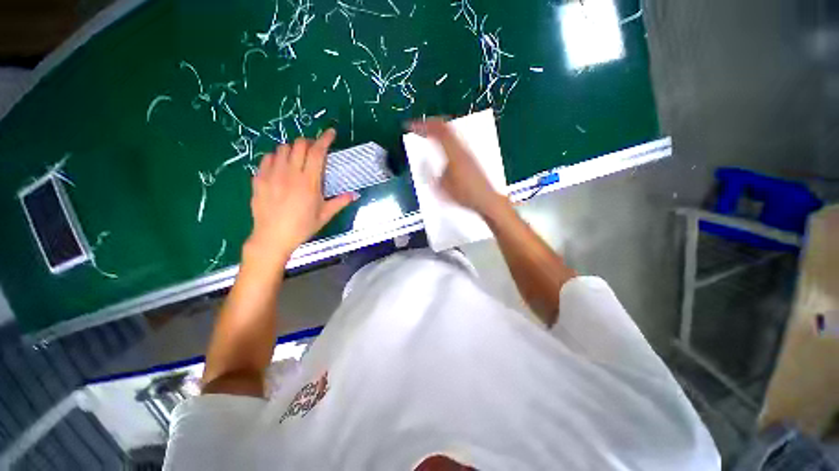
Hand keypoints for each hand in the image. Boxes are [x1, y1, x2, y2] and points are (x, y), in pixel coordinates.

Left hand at [245, 129, 355, 267]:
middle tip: (315, 150)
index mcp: (309, 182)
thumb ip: (340, 202)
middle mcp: (291, 173)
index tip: (331, 133)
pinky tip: (280, 165)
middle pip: (300, 145)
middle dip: (309, 142)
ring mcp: (272, 174)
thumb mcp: (325, 215)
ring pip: (282, 148)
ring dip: (293, 148)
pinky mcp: (259, 178)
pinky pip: (267, 158)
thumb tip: (355, 194)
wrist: (272, 237)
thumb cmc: (302, 227)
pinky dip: (276, 156)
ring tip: (297, 158)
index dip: (325, 139)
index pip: (318, 152)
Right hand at [409, 118, 505, 216]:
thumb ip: (432, 174)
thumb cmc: (464, 196)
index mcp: (453, 154)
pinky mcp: (470, 157)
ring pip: (452, 132)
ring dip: (439, 129)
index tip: (411, 126)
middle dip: (430, 124)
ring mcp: (468, 152)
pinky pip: (455, 139)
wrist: (485, 199)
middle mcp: (462, 149)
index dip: (423, 127)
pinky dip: (445, 136)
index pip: (437, 132)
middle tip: (419, 126)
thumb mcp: (442, 188)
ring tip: (429, 131)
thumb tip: (425, 163)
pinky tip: (443, 143)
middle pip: (446, 127)